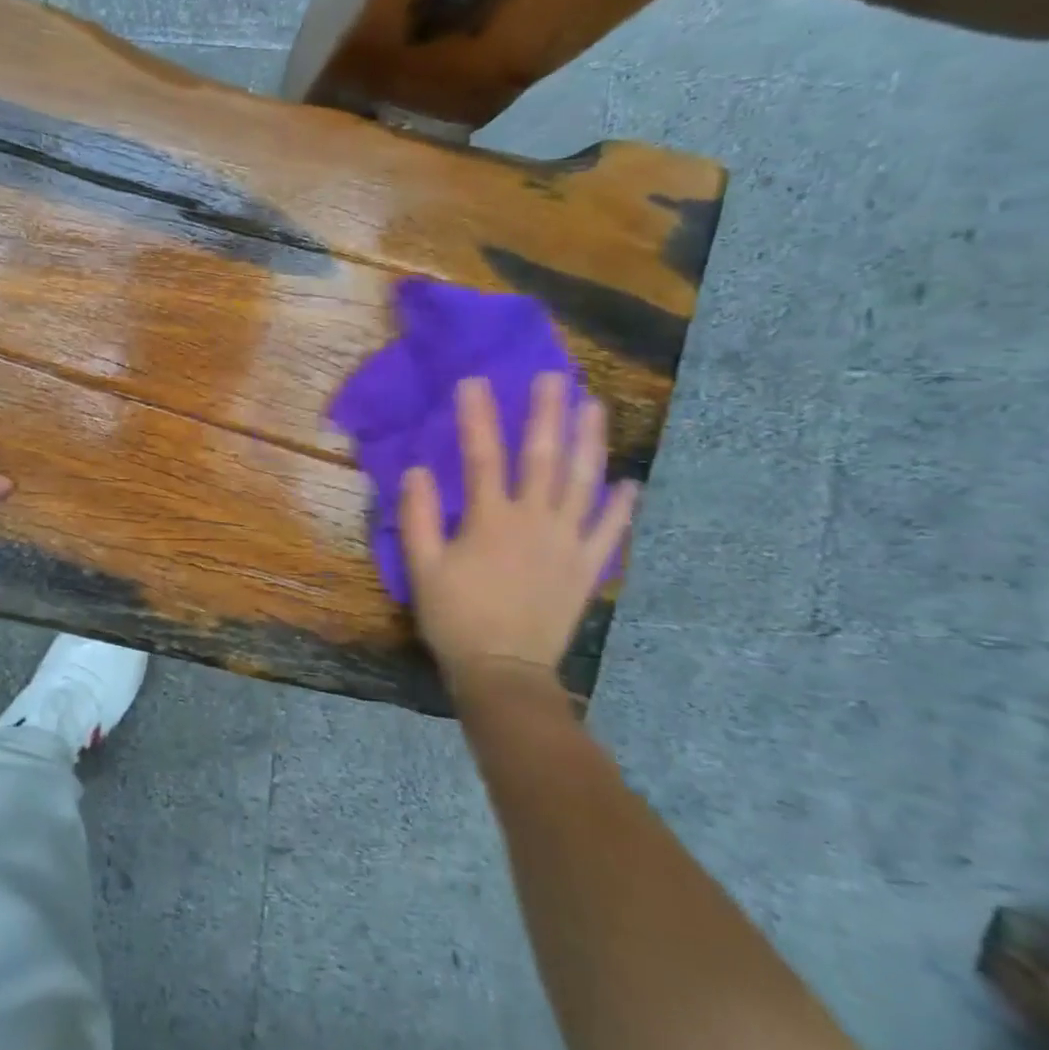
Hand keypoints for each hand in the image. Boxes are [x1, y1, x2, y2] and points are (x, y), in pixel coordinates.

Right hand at [401, 372, 636, 696]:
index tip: (474, 381)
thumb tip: (418, 470)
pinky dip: (622, 505)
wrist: (504, 671)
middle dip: (547, 414)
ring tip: (594, 407)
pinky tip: (630, 481)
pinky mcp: (587, 567)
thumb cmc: (456, 618)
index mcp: (491, 520)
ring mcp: (568, 543)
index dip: (477, 417)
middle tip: (554, 377)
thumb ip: (418, 517)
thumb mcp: (422, 568)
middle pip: (543, 458)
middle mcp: (535, 522)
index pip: (482, 456)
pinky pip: (610, 531)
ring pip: (583, 483)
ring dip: (590, 442)